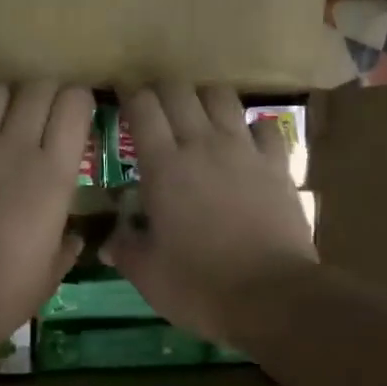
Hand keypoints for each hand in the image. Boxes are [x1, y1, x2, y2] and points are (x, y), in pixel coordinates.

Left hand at [0, 84, 92, 353]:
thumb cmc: (4, 292)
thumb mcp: (50, 274)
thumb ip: (65, 246)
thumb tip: (71, 237)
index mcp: (53, 173)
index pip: (74, 104)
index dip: (78, 102)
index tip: (77, 115)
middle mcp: (15, 146)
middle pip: (36, 88)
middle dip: (45, 94)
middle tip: (43, 115)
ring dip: (3, 102)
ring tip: (1, 124)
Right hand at [102, 85, 316, 346]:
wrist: (272, 296)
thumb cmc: (199, 285)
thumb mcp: (148, 274)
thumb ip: (125, 249)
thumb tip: (108, 243)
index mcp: (163, 166)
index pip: (142, 107)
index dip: (129, 94)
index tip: (121, 94)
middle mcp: (202, 144)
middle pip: (179, 90)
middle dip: (161, 90)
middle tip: (153, 107)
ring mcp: (244, 150)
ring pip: (221, 97)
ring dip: (203, 98)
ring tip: (196, 117)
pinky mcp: (277, 164)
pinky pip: (264, 127)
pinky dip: (251, 127)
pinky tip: (245, 142)